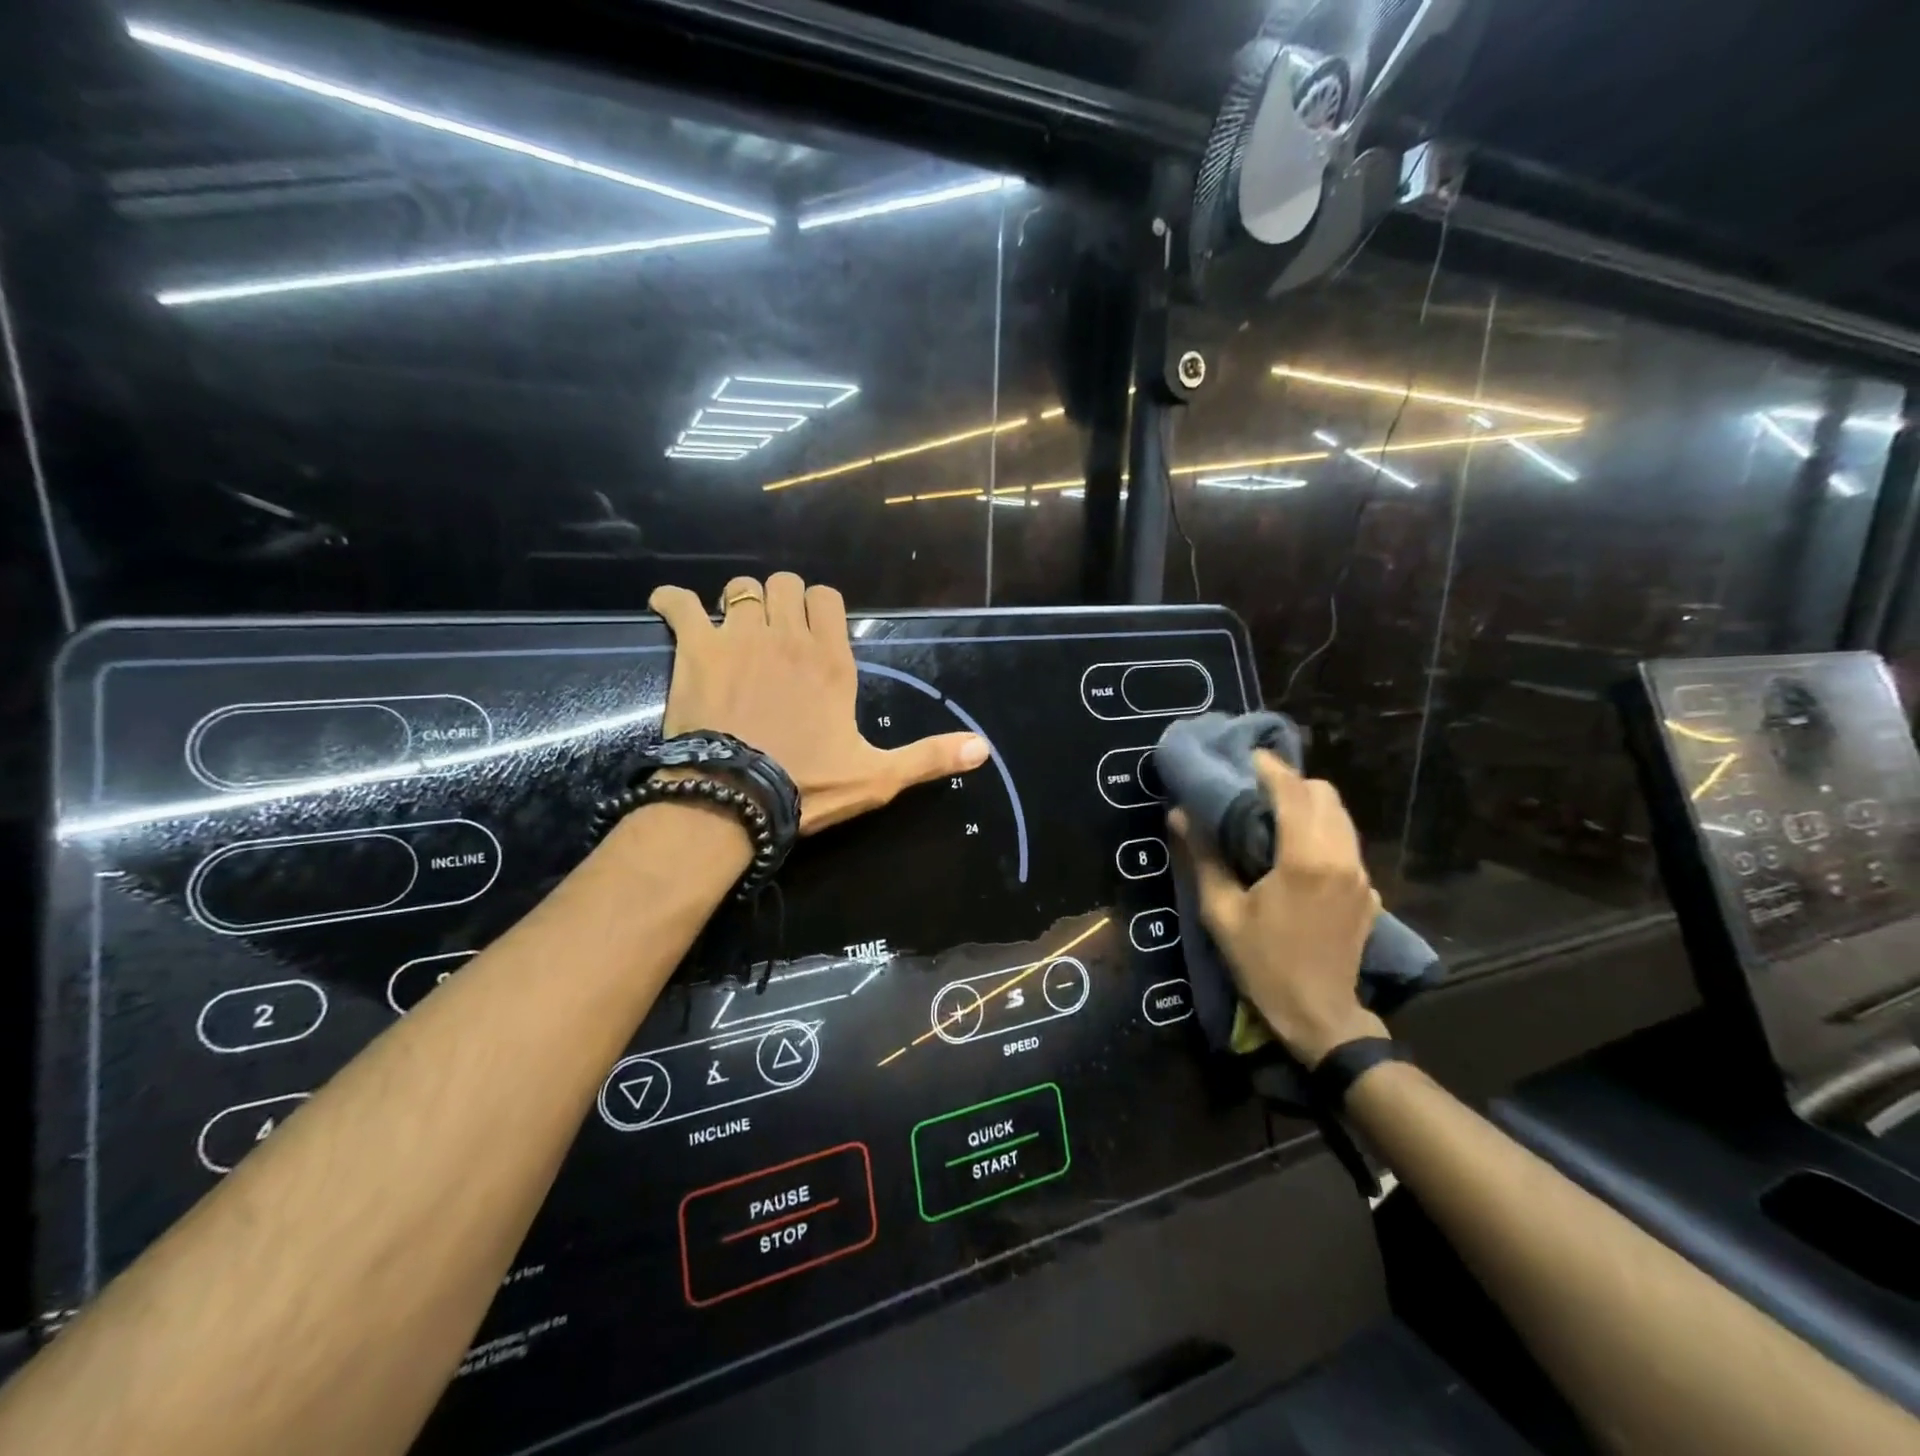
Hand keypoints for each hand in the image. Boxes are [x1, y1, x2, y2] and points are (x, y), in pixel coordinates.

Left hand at [650, 574, 989, 833]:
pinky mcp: (696, 649)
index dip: (818, 607)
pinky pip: (679, 604)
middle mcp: (788, 637)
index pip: (826, 598)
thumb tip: (983, 748)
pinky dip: (672, 602)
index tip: (810, 630)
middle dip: (778, 599)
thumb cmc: (808, 786)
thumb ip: (928, 757)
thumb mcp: (877, 777)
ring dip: (737, 601)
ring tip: (732, 628)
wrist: (736, 798)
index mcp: (830, 661)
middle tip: (771, 631)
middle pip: (782, 584)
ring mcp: (739, 638)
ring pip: (739, 588)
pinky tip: (671, 607)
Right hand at [1169, 751, 1385, 1065]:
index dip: (1269, 767)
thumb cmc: (1263, 963)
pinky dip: (1323, 832)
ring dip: (1309, 806)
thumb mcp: (1221, 912)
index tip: (1246, 757)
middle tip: (1256, 790)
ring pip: (1341, 818)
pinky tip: (1295, 854)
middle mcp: (1341, 858)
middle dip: (1292, 782)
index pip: (1293, 791)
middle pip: (1325, 795)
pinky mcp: (1369, 894)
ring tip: (1273, 816)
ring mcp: (1361, 876)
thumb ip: (1203, 857)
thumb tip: (1178, 814)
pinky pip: (1346, 845)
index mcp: (1305, 858)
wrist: (1319, 1016)